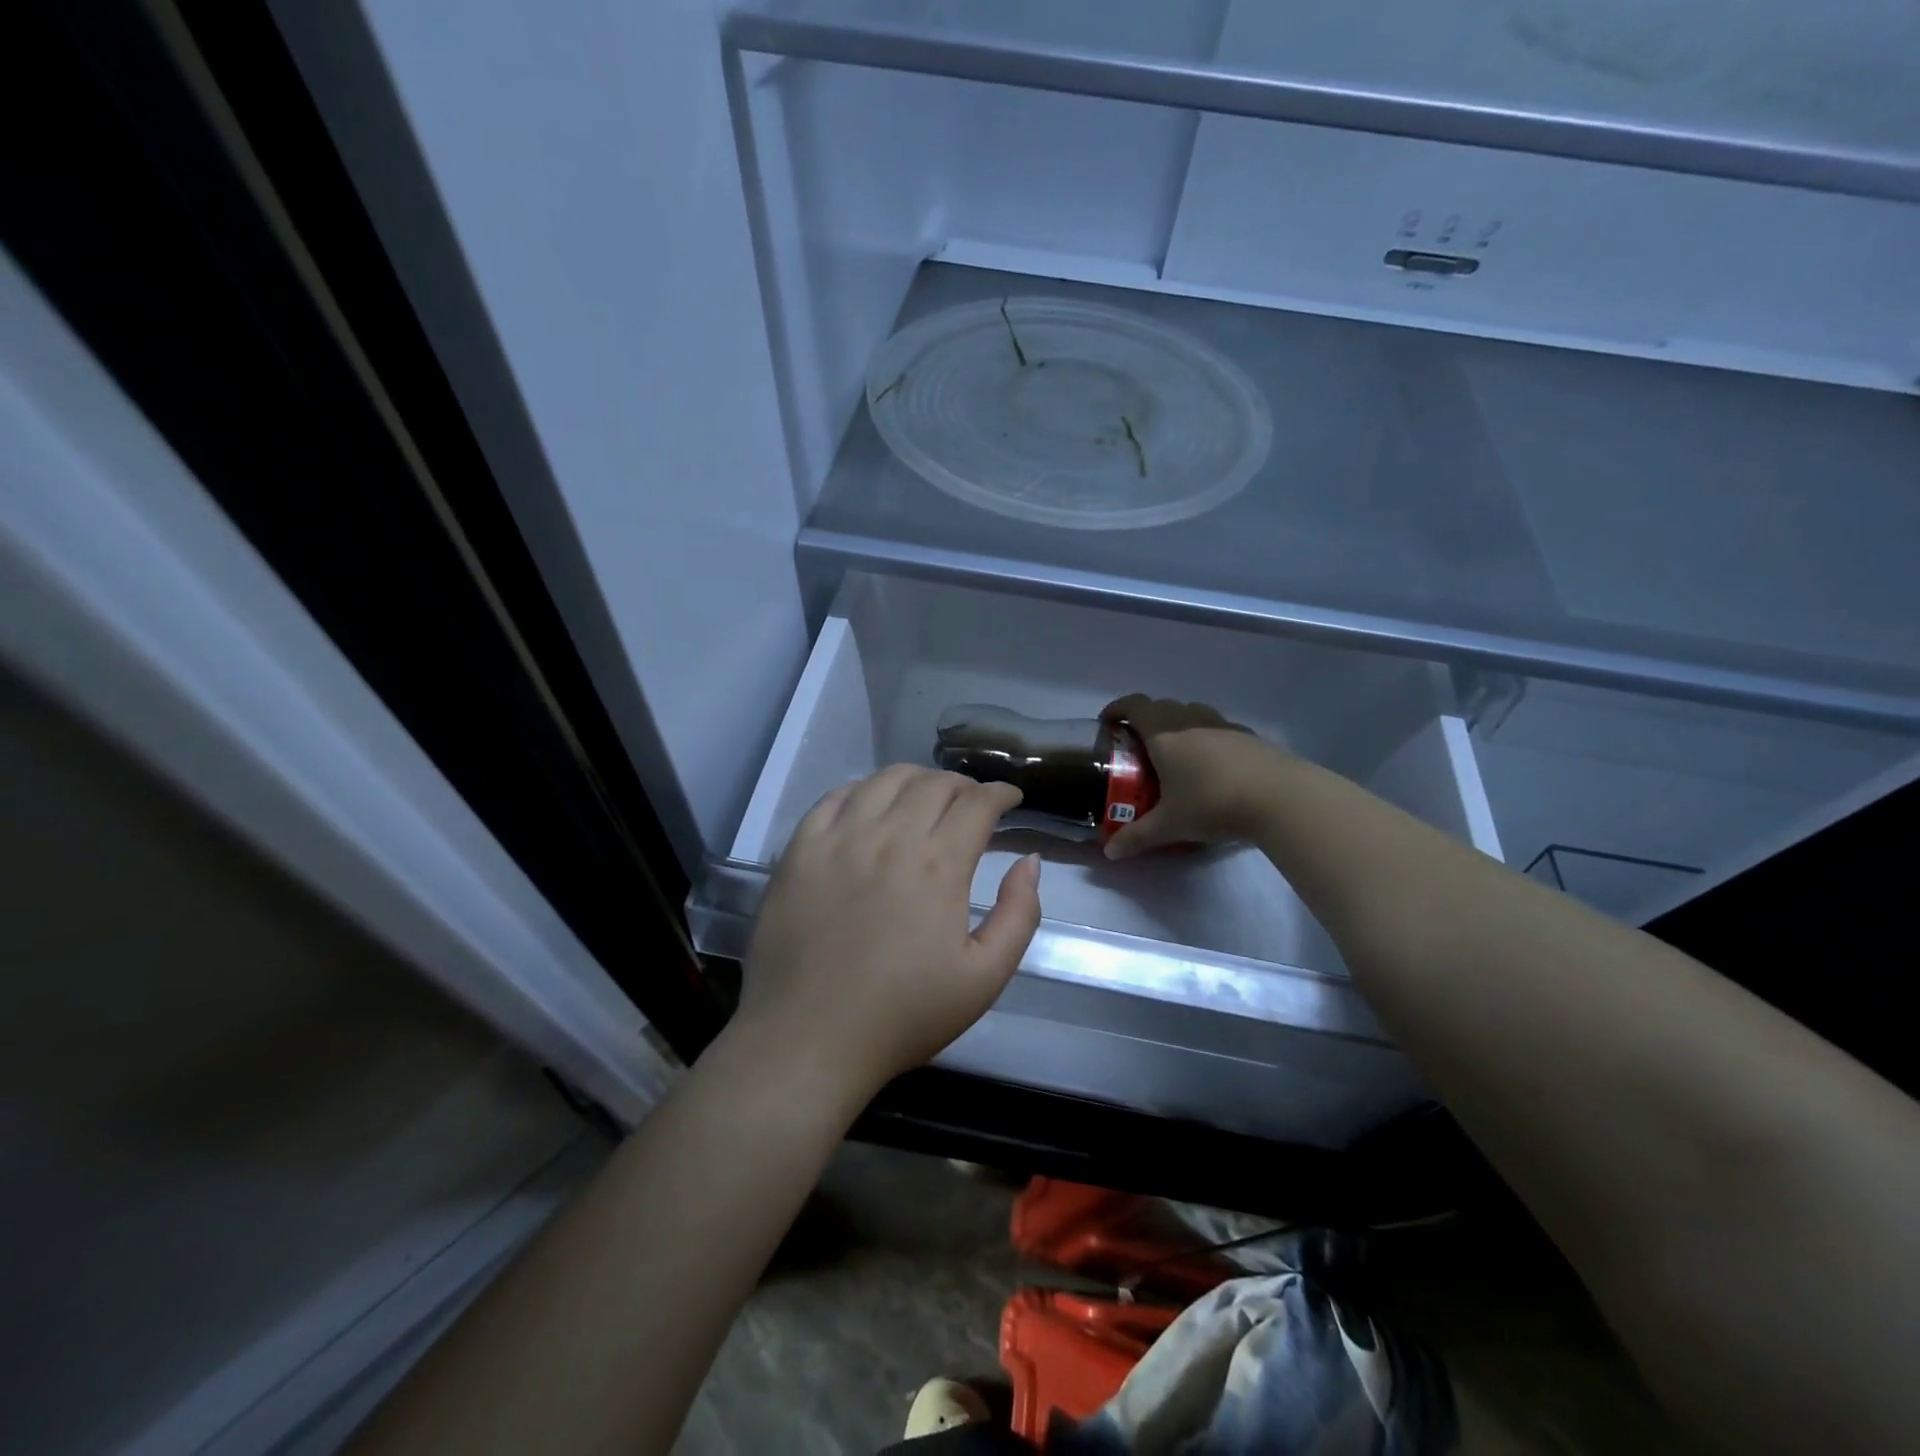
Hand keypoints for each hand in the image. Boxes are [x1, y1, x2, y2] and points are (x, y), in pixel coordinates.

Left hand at [737, 766, 1042, 1099]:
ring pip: (885, 779)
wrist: (808, 1040)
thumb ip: (1019, 914)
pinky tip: (870, 806)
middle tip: (972, 804)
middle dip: (964, 785)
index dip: (1001, 793)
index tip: (1011, 799)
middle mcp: (889, 836)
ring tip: (926, 797)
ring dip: (917, 780)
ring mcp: (839, 838)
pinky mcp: (800, 849)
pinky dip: (863, 790)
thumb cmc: (903, 1015)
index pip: (977, 802)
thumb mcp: (985, 978)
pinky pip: (834, 797)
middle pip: (934, 783)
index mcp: (938, 864)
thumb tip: (1029, 861)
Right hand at [1100, 695, 1280, 859]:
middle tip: (1138, 746)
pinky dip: (1206, 739)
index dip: (1117, 709)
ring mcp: (1223, 725)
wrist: (1280, 797)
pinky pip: (1218, 729)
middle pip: (1162, 707)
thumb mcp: (1170, 825)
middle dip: (1145, 720)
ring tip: (1176, 755)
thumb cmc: (1212, 804)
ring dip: (1178, 725)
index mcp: (1164, 734)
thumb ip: (1137, 837)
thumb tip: (1109, 853)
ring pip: (1192, 714)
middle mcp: (1191, 721)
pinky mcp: (1249, 737)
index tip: (1107, 722)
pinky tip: (1213, 767)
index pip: (1134, 706)